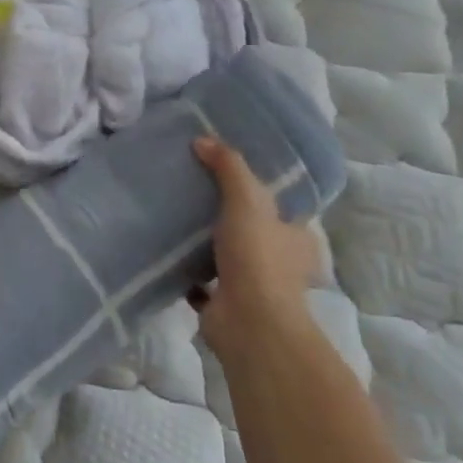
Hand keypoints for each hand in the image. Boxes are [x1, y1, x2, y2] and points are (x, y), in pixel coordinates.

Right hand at [191, 136, 320, 360]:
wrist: (248, 322)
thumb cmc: (257, 257)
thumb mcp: (247, 199)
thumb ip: (228, 167)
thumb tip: (202, 140)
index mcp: (295, 238)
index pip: (282, 209)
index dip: (262, 192)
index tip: (230, 175)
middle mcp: (279, 262)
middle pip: (253, 232)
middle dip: (230, 218)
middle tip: (194, 191)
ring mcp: (252, 286)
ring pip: (227, 257)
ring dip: (207, 245)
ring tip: (176, 218)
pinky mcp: (224, 304)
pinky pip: (202, 282)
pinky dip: (188, 272)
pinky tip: (167, 253)